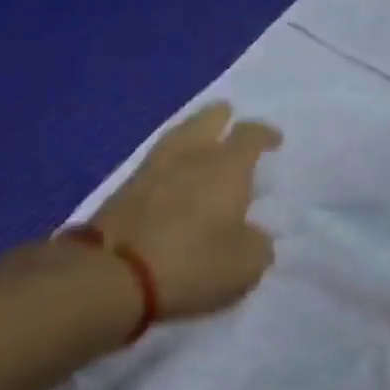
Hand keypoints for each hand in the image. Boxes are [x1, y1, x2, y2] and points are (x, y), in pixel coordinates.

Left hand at [92, 102, 282, 320]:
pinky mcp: (124, 188)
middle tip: (228, 119)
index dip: (265, 135)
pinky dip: (170, 161)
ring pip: (177, 136)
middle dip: (221, 117)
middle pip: (206, 120)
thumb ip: (257, 245)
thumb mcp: (244, 265)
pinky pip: (156, 162)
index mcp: (226, 167)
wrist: (116, 272)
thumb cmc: (193, 263)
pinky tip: (172, 174)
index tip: (274, 140)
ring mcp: (152, 168)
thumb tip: (253, 235)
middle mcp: (189, 156)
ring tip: (200, 142)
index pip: (250, 135)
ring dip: (192, 134)